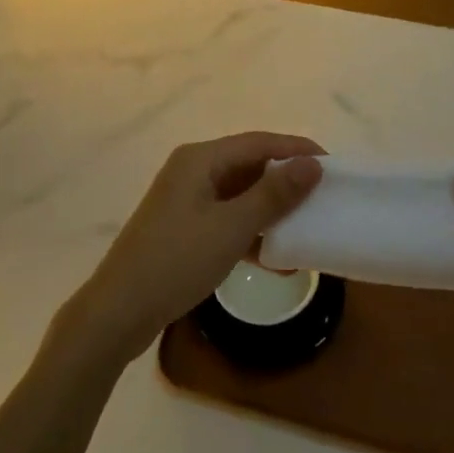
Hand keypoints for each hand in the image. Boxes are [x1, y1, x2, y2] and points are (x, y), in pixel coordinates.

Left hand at [67, 133, 324, 366]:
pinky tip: (275, 257)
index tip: (334, 165)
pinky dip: (250, 231)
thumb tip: (312, 164)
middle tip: (323, 197)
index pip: (258, 142)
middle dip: (285, 181)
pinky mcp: (183, 228)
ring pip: (238, 194)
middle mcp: (191, 170)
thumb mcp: (232, 227)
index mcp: (199, 159)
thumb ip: (274, 195)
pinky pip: (226, 218)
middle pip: (248, 165)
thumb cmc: (177, 260)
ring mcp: (185, 200)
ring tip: (306, 227)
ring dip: (270, 210)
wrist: (120, 310)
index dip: (296, 150)